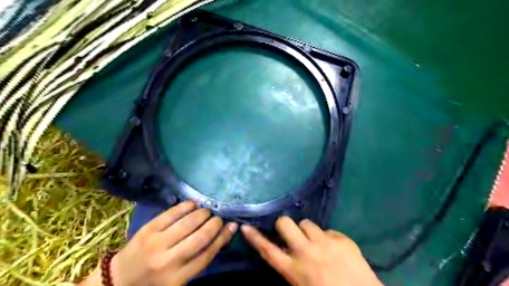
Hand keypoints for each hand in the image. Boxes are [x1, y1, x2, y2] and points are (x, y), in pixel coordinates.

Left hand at [111, 202, 237, 285]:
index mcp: (178, 278)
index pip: (207, 254)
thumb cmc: (154, 283)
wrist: (118, 281)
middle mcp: (169, 260)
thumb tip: (220, 235)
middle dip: (215, 223)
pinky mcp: (148, 229)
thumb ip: (198, 260)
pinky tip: (194, 204)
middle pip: (201, 236)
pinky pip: (172, 213)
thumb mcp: (179, 280)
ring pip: (189, 222)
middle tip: (219, 217)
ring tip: (207, 211)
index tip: (232, 225)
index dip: (223, 237)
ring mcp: (157, 242)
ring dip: (203, 213)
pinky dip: (187, 206)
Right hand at [241, 217, 381, 285]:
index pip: (268, 250)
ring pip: (306, 222)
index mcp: (294, 270)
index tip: (245, 226)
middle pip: (285, 224)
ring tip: (315, 242)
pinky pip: (328, 230)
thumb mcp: (302, 285)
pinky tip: (335, 249)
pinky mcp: (342, 239)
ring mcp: (325, 243)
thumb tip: (285, 250)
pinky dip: (327, 237)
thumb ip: (291, 267)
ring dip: (307, 231)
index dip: (255, 238)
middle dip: (284, 225)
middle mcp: (306, 252)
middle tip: (290, 234)